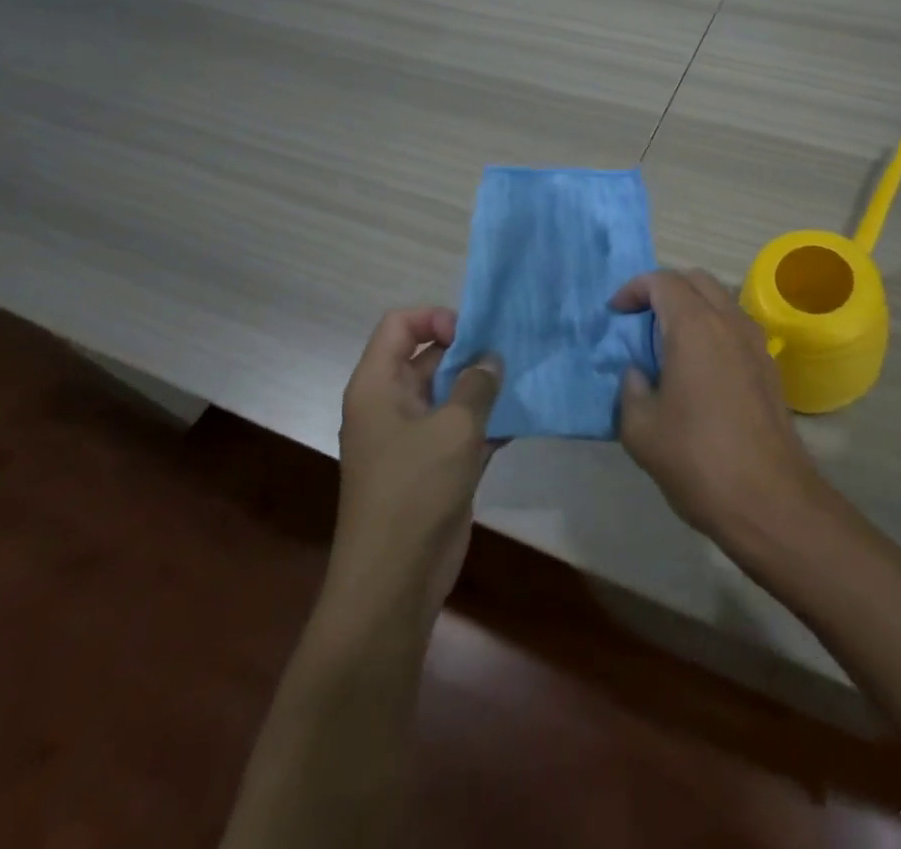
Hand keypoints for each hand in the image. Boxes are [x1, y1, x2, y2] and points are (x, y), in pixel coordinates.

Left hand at [329, 307, 500, 620]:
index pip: (399, 326)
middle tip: (512, 350)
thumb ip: (477, 385)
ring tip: (523, 377)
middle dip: (469, 350)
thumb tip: (491, 359)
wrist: (394, 581)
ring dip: (482, 385)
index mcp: (378, 386)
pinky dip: (486, 420)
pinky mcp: (433, 465)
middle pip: (427, 355)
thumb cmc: (415, 491)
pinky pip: (460, 428)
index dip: (435, 318)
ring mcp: (412, 437)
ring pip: (448, 393)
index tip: (473, 334)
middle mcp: (391, 404)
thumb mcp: (453, 429)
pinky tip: (520, 418)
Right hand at [612, 270, 832, 547]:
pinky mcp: (770, 366)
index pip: (663, 281)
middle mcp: (729, 322)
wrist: (769, 499)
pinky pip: (736, 327)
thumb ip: (631, 389)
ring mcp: (756, 342)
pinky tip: (699, 369)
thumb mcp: (641, 430)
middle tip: (640, 320)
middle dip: (665, 289)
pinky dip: (713, 329)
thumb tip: (638, 373)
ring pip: (720, 300)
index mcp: (694, 327)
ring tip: (668, 344)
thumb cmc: (697, 459)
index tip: (615, 313)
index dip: (634, 289)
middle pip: (696, 280)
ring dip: (692, 307)